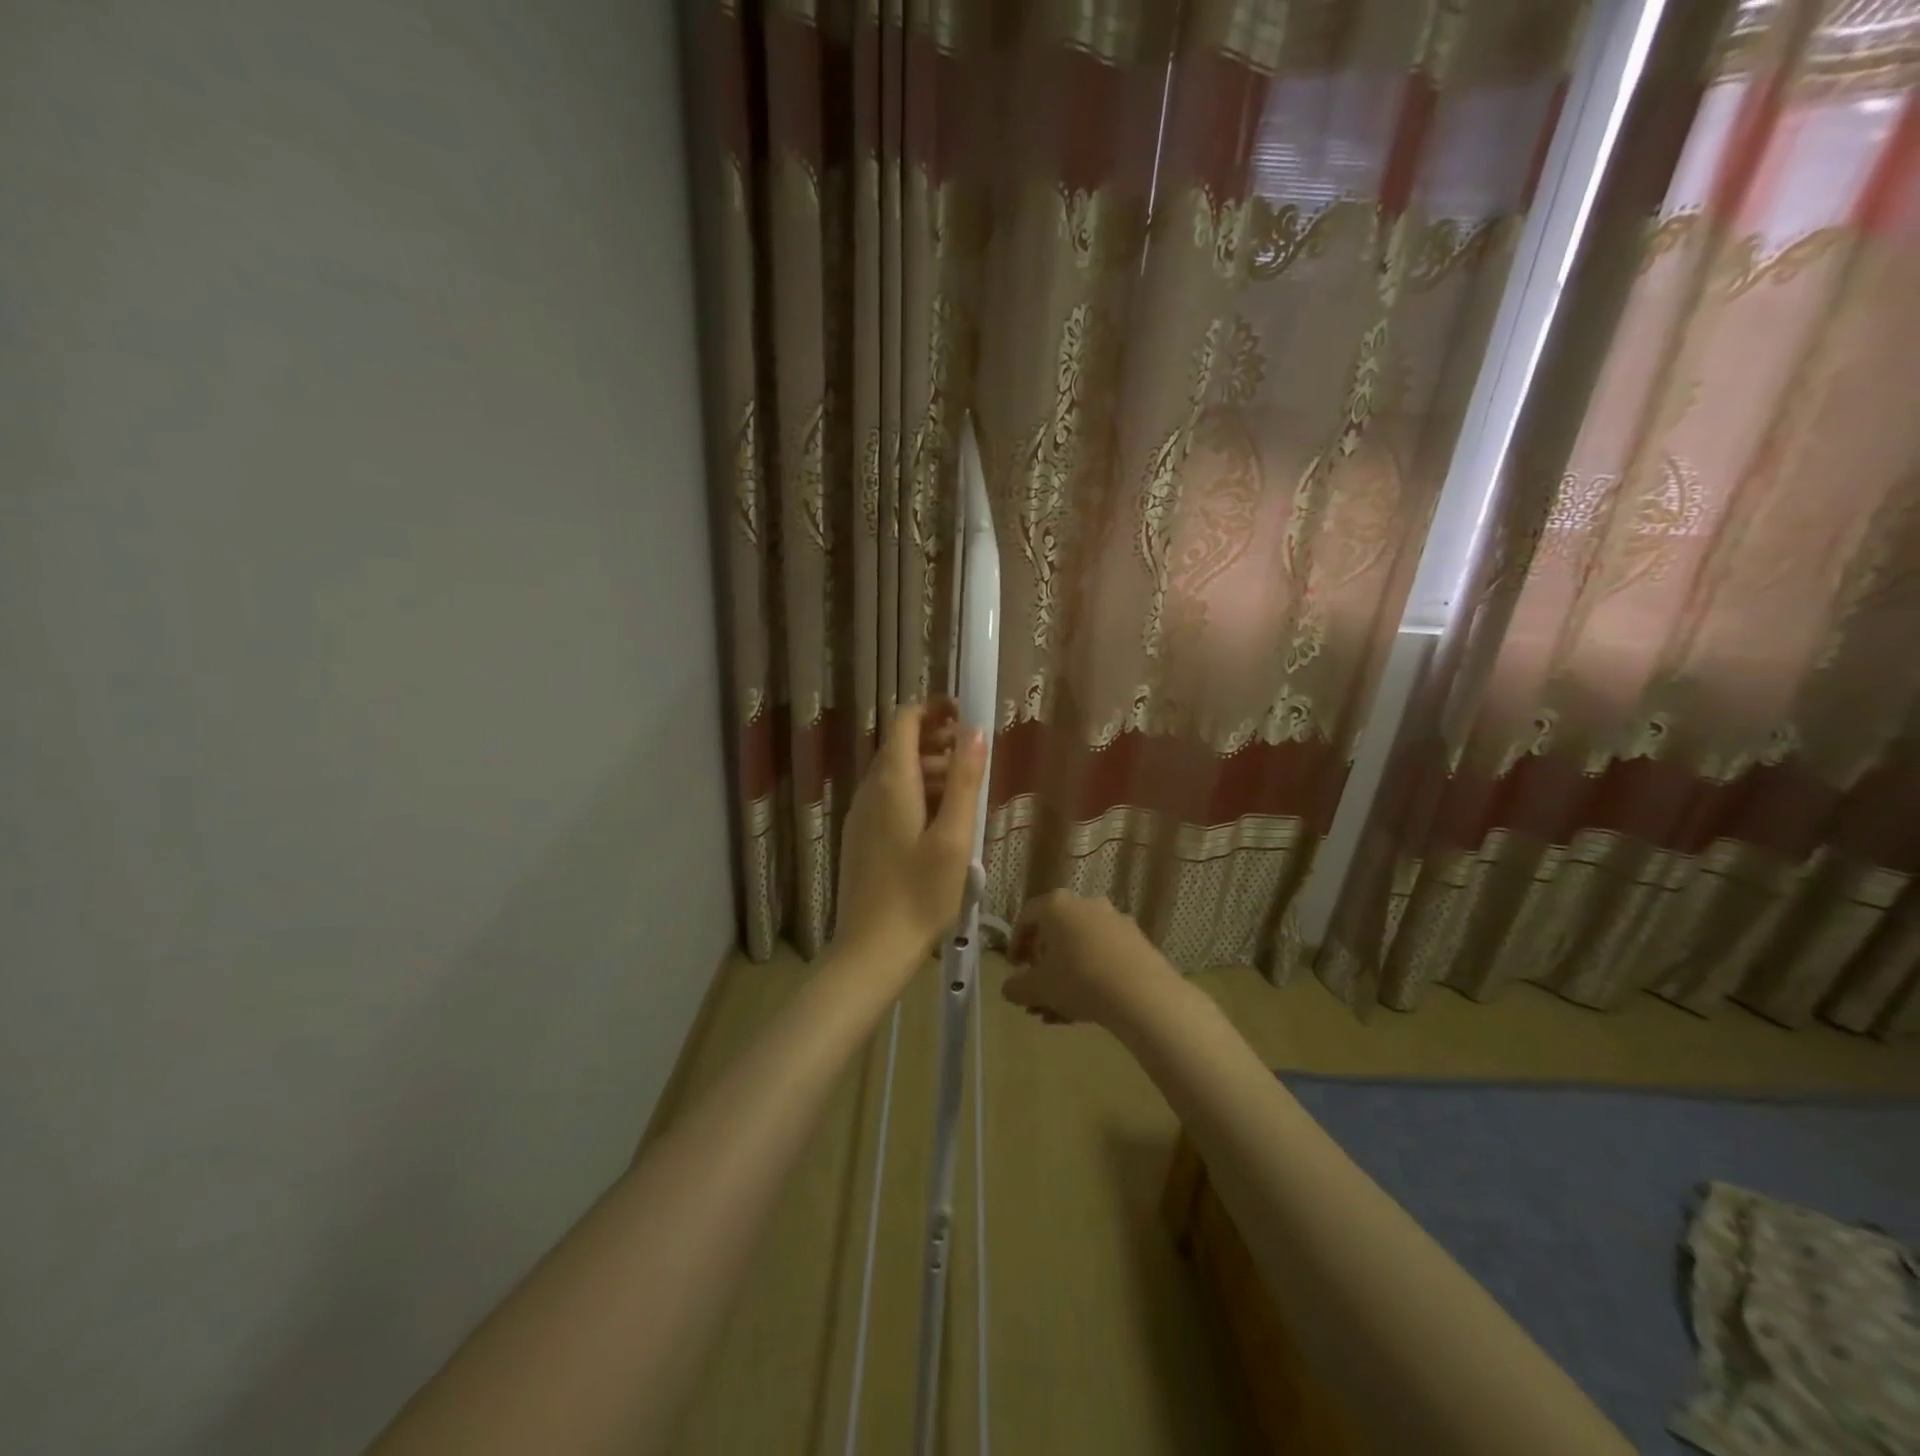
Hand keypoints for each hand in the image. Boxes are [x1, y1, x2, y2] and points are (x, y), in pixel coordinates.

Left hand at [833, 699, 985, 980]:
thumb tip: (973, 730)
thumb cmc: (920, 894)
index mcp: (891, 783)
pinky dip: (916, 795)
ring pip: (896, 775)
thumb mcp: (954, 837)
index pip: (904, 721)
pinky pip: (889, 799)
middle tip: (974, 757)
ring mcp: (861, 816)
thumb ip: (963, 781)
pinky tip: (940, 824)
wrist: (872, 950)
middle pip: (900, 746)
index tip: (965, 713)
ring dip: (929, 770)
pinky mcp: (861, 838)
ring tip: (965, 794)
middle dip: (937, 741)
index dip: (933, 709)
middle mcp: (869, 791)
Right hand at [1004, 889, 1173, 1029]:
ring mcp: (1114, 920)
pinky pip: (1104, 954)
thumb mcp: (1038, 988)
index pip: (1027, 917)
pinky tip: (1088, 1007)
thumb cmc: (1079, 980)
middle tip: (1038, 992)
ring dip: (1066, 975)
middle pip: (1055, 933)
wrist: (1142, 993)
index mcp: (1056, 905)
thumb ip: (1016, 987)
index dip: (1016, 943)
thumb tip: (1010, 988)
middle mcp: (1085, 904)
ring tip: (1060, 1011)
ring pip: (1080, 947)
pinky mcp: (1137, 940)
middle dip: (1043, 966)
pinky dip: (1091, 974)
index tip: (1014, 968)